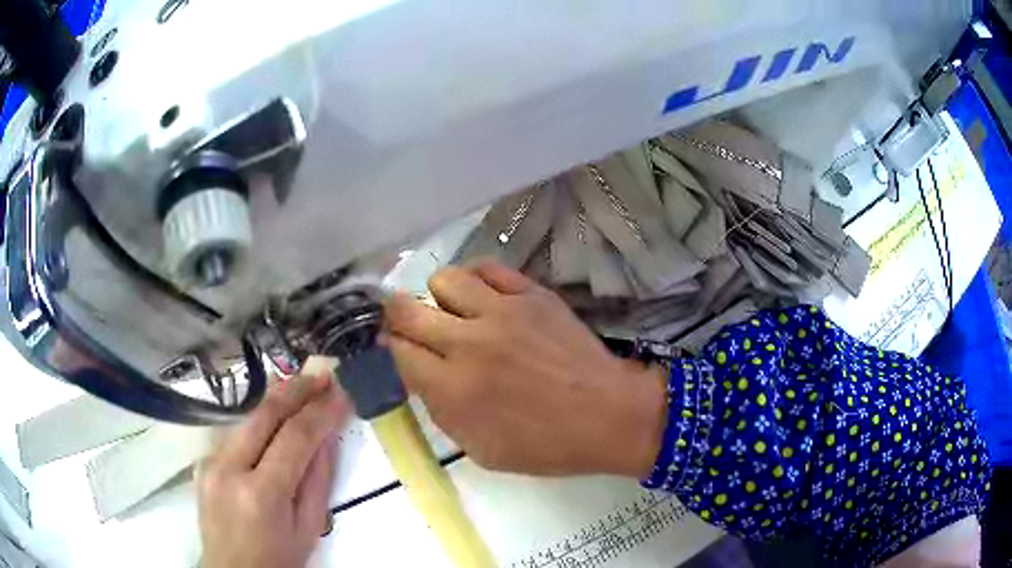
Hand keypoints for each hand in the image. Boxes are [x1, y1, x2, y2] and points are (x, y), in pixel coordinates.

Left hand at [197, 372, 350, 567]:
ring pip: (247, 419)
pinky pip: (236, 435)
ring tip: (303, 385)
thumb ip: (317, 481)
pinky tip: (275, 415)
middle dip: (296, 389)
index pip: (294, 438)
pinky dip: (259, 422)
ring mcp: (210, 462)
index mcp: (261, 494)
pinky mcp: (203, 462)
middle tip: (323, 374)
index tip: (342, 392)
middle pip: (264, 415)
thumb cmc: (278, 560)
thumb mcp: (308, 529)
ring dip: (277, 399)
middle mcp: (228, 468)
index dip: (321, 411)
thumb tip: (326, 437)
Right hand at [385, 261, 665, 476]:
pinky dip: (476, 280)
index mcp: (454, 389)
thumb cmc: (546, 445)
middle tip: (409, 325)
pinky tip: (484, 297)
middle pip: (406, 309)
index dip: (390, 348)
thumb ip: (440, 410)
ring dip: (439, 297)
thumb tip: (418, 374)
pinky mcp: (532, 293)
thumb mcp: (481, 449)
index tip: (396, 349)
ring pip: (443, 279)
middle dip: (396, 316)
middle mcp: (469, 343)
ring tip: (455, 313)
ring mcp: (503, 311)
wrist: (608, 416)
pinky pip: (487, 268)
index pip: (397, 351)